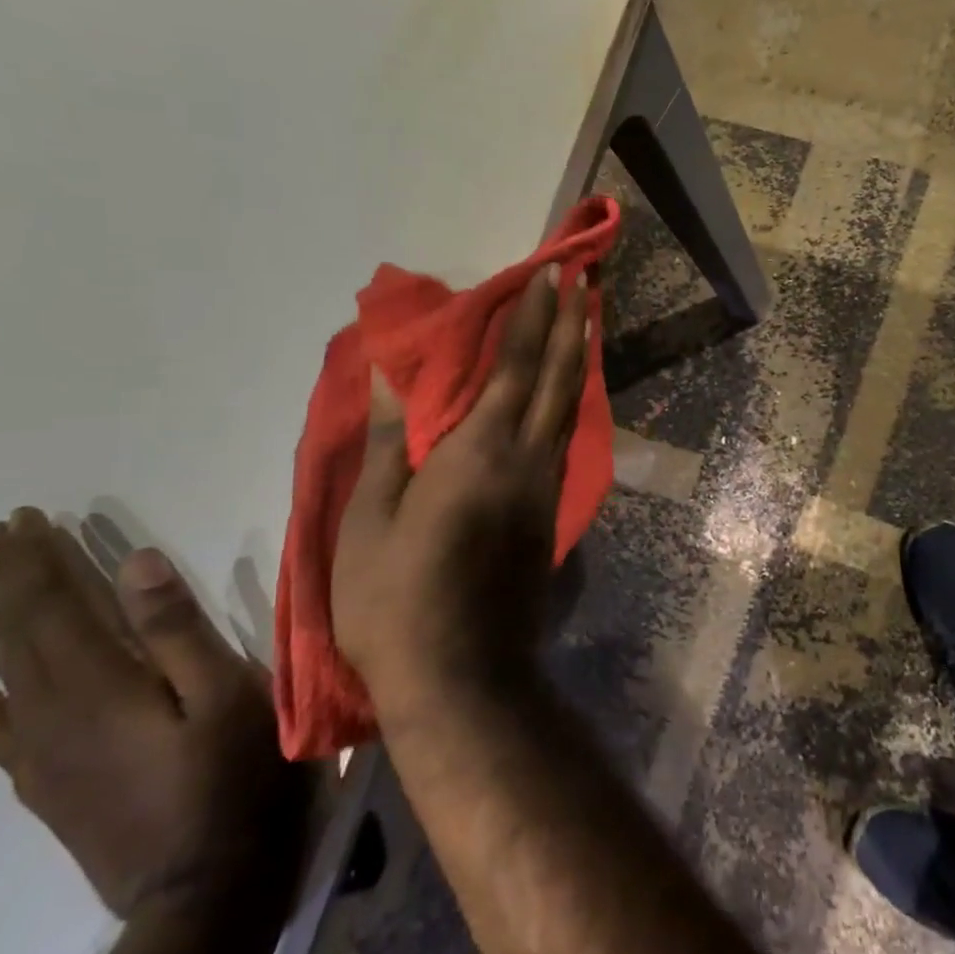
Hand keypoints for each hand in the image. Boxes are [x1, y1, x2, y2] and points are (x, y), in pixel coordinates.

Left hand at [0, 509, 310, 918]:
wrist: (202, 889)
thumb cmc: (233, 774)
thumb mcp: (225, 691)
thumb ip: (178, 628)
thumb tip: (135, 561)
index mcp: (100, 685)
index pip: (55, 608)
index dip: (39, 561)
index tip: (25, 518)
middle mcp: (55, 716)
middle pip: (22, 636)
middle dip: (13, 580)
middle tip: (0, 534)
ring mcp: (47, 758)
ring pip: (9, 677)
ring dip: (1, 626)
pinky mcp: (52, 790)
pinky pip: (6, 738)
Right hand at [331, 266, 587, 719]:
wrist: (463, 678)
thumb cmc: (395, 602)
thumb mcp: (368, 525)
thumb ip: (387, 447)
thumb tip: (389, 382)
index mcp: (479, 453)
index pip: (514, 367)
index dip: (532, 317)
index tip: (549, 275)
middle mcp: (527, 460)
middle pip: (558, 377)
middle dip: (572, 324)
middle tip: (585, 281)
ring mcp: (547, 489)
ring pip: (570, 407)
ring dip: (578, 358)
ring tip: (586, 321)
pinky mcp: (551, 515)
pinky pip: (565, 439)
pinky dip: (570, 401)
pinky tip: (568, 392)